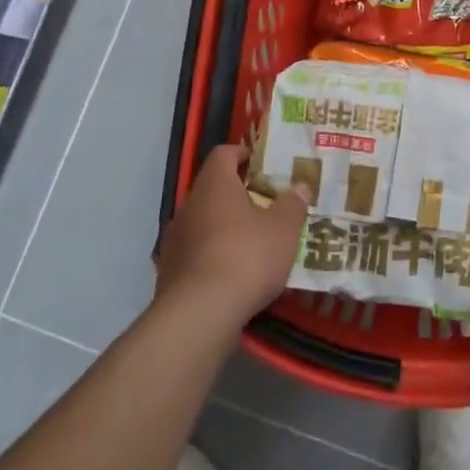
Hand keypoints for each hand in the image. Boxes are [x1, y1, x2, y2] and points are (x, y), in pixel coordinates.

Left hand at [155, 144, 309, 331]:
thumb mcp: (284, 228)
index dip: (244, 154)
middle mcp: (189, 205)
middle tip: (267, 206)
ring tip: (254, 243)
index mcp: (214, 185)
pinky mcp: (169, 272)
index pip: (224, 154)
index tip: (264, 165)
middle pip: (214, 189)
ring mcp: (175, 240)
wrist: (199, 315)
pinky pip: (197, 253)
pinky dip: (214, 256)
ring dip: (226, 227)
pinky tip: (235, 274)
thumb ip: (293, 204)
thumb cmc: (246, 256)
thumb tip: (300, 187)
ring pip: (204, 222)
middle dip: (239, 195)